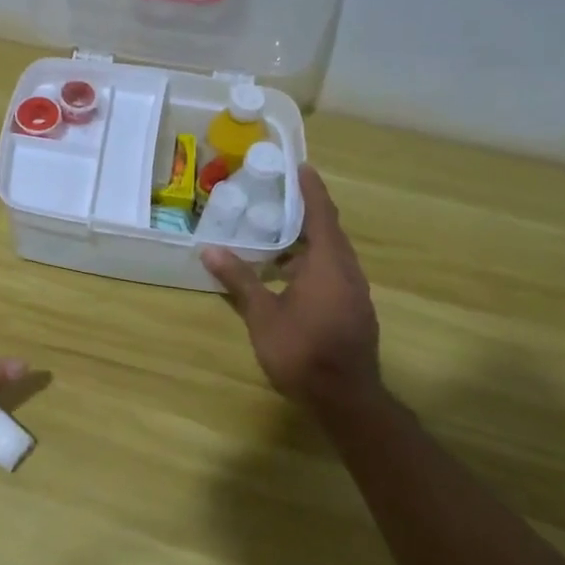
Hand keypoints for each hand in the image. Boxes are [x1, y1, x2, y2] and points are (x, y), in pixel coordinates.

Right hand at [201, 166, 385, 414]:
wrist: (345, 398)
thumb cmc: (302, 350)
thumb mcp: (263, 314)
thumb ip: (239, 279)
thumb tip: (210, 250)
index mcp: (328, 264)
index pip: (321, 214)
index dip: (311, 189)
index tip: (301, 166)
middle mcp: (347, 271)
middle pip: (329, 232)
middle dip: (307, 213)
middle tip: (280, 197)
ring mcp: (354, 293)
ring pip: (332, 256)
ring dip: (307, 243)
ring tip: (276, 236)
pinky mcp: (353, 311)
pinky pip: (333, 273)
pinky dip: (312, 264)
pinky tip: (288, 276)